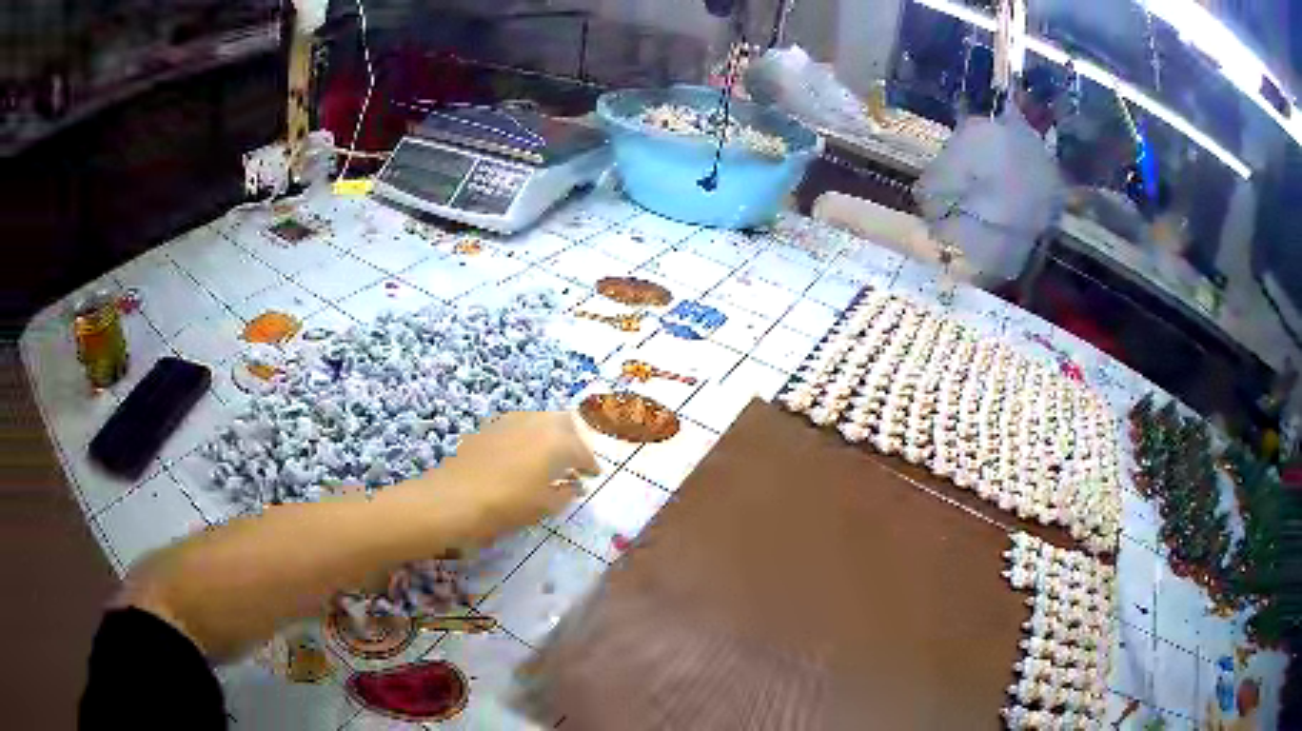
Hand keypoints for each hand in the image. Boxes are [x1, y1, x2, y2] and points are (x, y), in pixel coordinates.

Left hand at [396, 411, 599, 543]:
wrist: (454, 498)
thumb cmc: (507, 505)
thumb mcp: (545, 506)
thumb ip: (566, 493)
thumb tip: (575, 485)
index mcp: (557, 441)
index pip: (582, 451)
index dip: (590, 465)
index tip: (593, 476)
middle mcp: (537, 423)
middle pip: (564, 424)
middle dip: (574, 440)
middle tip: (575, 461)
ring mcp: (511, 420)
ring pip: (540, 420)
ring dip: (551, 435)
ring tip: (550, 457)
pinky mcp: (490, 426)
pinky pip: (519, 425)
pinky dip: (529, 436)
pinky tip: (523, 454)